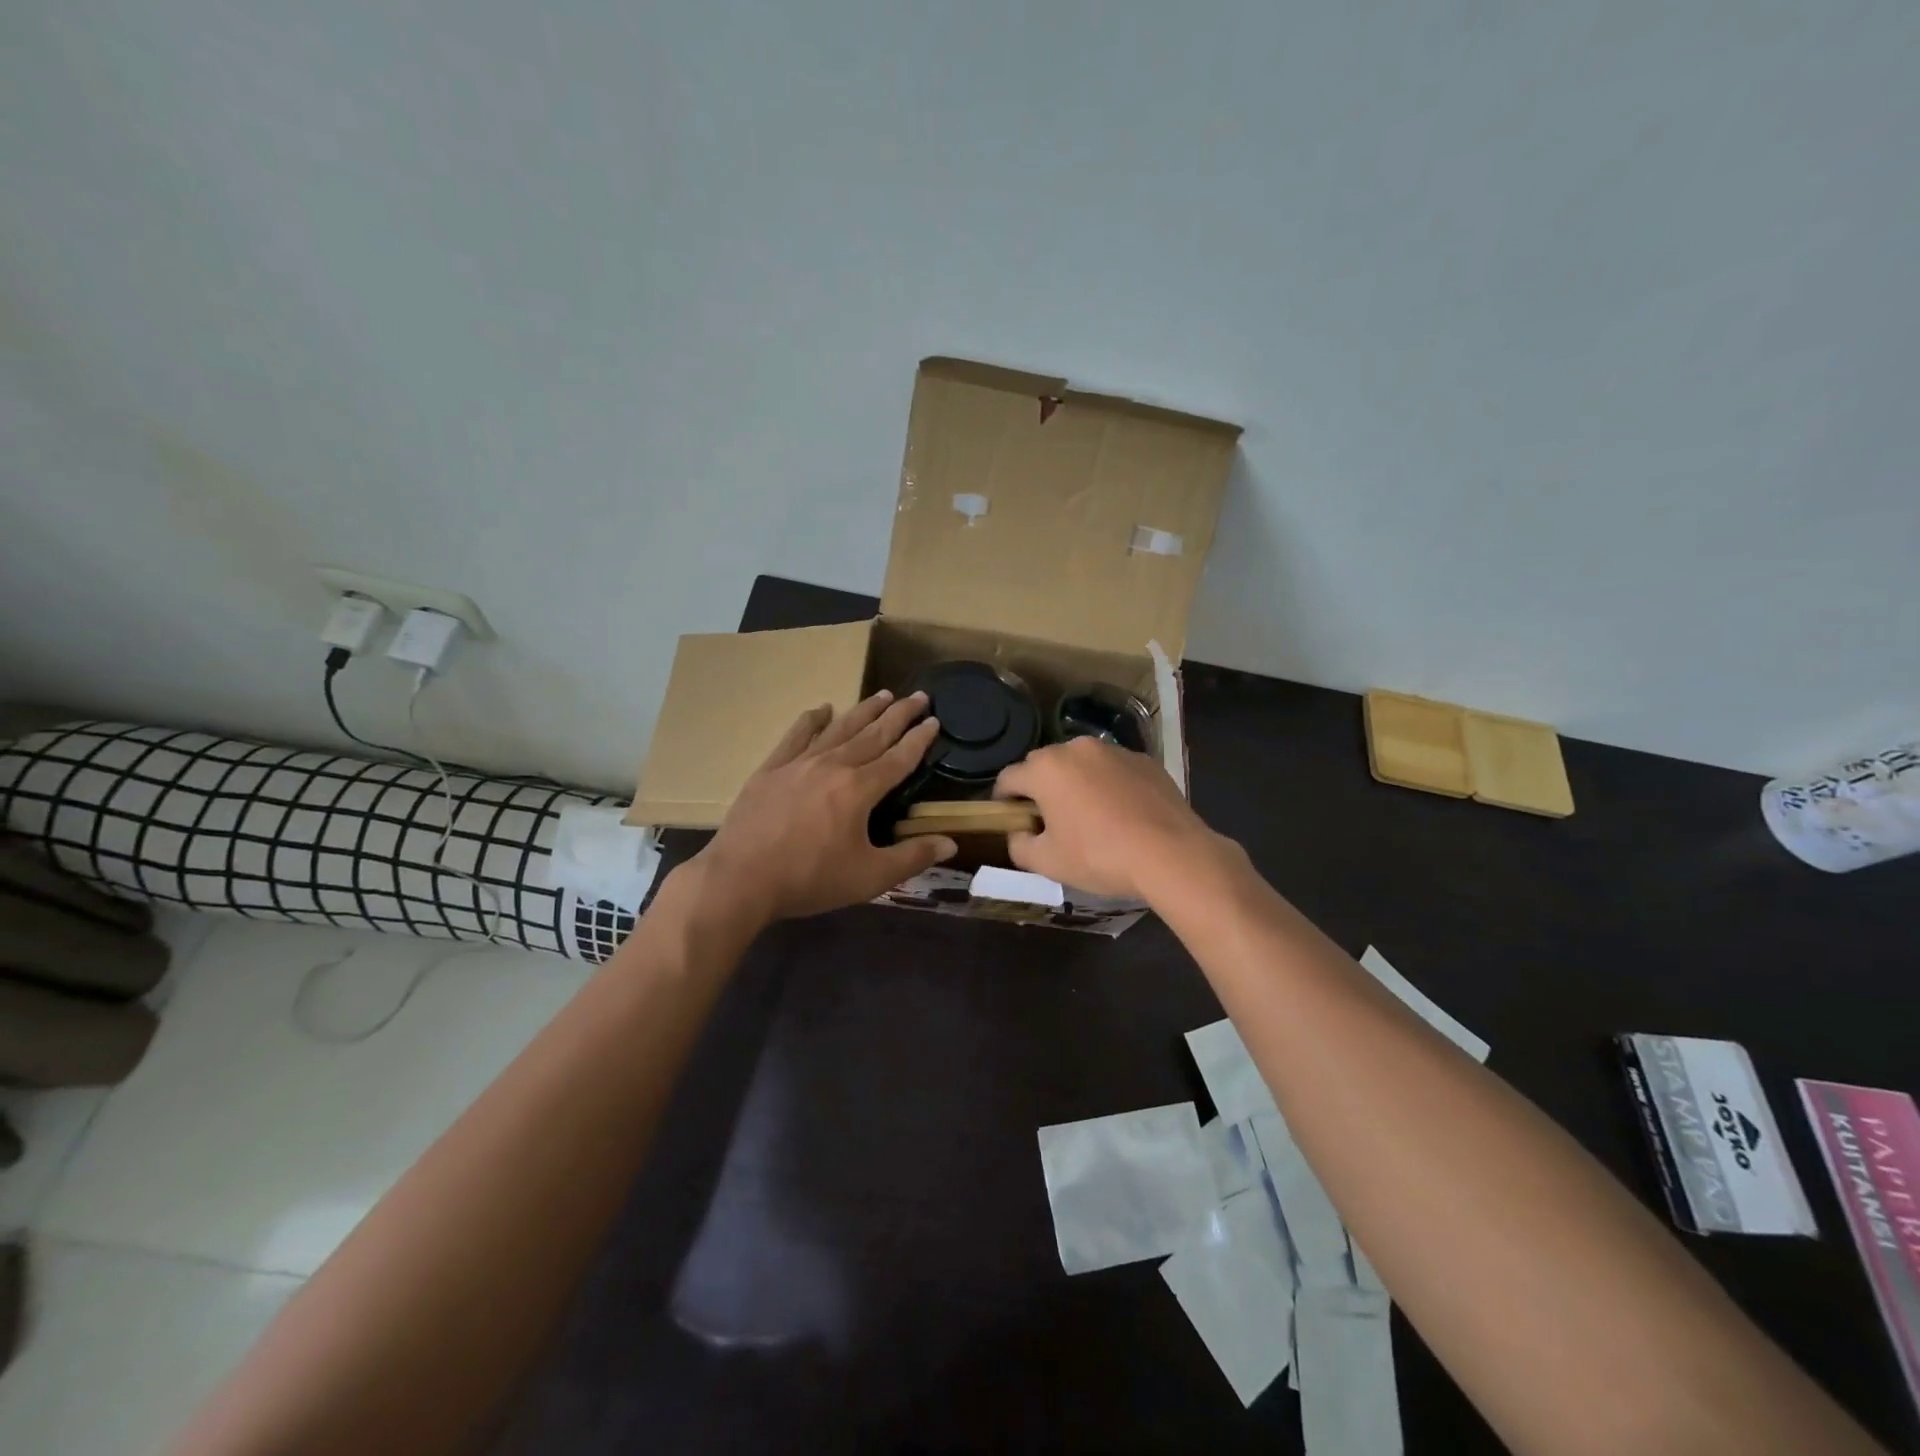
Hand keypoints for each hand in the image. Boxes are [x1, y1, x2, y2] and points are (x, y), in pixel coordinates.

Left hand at [687, 690, 956, 927]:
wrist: (741, 879)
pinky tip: (822, 709)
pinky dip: (812, 720)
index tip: (934, 720)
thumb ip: (912, 857)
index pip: (899, 758)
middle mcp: (834, 766)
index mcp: (860, 789)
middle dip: (899, 714)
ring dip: (864, 710)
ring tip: (883, 694)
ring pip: (839, 729)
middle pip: (873, 734)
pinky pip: (796, 736)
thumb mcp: (870, 877)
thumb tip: (951, 844)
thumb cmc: (810, 879)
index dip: (919, 739)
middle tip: (918, 695)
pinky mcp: (771, 769)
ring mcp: (799, 764)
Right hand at [992, 737, 1222, 900]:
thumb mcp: (1047, 862)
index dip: (1003, 800)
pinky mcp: (1145, 760)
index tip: (1009, 819)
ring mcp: (1114, 751)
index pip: (1008, 778)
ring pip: (1082, 765)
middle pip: (1045, 766)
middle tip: (1049, 822)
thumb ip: (1019, 845)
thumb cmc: (1099, 856)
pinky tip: (1121, 814)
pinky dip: (1109, 786)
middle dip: (1040, 789)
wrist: (1171, 854)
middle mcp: (1076, 748)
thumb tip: (1019, 834)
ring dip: (1076, 784)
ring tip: (1089, 817)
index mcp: (1046, 768)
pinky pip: (1114, 770)